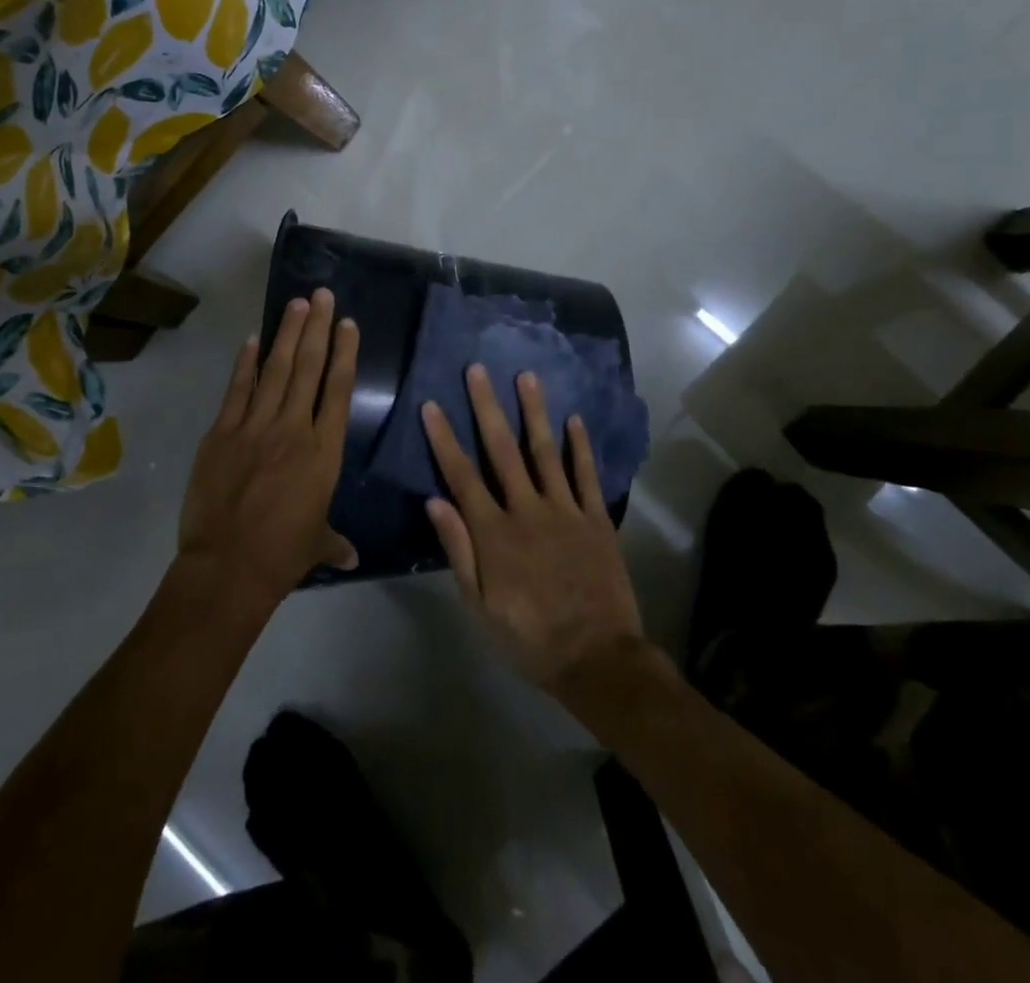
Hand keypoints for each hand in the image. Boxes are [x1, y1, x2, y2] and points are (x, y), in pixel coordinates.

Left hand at [178, 289, 359, 607]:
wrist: (228, 567)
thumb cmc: (282, 555)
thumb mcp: (317, 544)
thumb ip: (335, 541)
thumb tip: (352, 557)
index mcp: (324, 452)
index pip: (339, 390)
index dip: (344, 353)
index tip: (347, 324)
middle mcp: (295, 429)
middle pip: (308, 368)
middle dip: (317, 328)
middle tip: (321, 294)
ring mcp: (255, 427)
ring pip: (275, 370)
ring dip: (287, 334)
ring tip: (296, 304)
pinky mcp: (222, 433)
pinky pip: (237, 391)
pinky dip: (245, 364)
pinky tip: (253, 339)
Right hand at [422, 366, 644, 690]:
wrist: (597, 658)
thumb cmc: (529, 637)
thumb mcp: (480, 606)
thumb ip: (459, 551)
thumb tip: (435, 502)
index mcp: (494, 533)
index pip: (462, 476)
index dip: (444, 439)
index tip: (432, 406)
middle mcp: (528, 510)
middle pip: (502, 450)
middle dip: (487, 408)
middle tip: (477, 370)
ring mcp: (565, 511)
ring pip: (545, 451)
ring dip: (534, 412)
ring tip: (526, 376)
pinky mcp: (596, 519)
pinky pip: (586, 476)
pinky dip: (581, 447)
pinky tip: (575, 419)